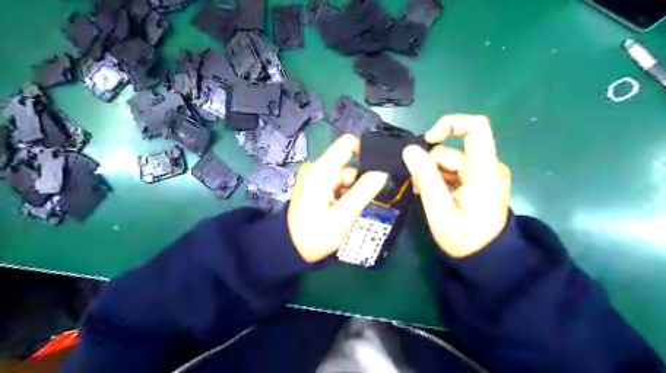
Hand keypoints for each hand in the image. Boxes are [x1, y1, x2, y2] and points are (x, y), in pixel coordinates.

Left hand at [290, 134, 387, 262]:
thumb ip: (363, 191)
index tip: (379, 172)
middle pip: (349, 164)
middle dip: (359, 183)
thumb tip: (383, 171)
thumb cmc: (315, 235)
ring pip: (346, 176)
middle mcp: (317, 168)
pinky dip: (344, 195)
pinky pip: (338, 183)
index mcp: (321, 170)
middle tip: (358, 206)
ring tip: (347, 212)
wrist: (291, 249)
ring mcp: (315, 177)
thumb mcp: (342, 216)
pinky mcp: (316, 185)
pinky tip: (340, 210)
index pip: (348, 143)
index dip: (366, 152)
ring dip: (352, 192)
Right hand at [401, 115, 511, 256]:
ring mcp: (483, 173)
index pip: (476, 127)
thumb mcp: (440, 211)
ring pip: (448, 161)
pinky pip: (453, 170)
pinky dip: (440, 179)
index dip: (449, 124)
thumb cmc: (465, 239)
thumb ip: (426, 178)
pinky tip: (435, 195)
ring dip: (432, 175)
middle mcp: (487, 166)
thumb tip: (409, 149)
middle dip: (429, 165)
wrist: (487, 258)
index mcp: (484, 171)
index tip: (427, 140)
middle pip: (451, 150)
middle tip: (419, 188)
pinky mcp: (478, 180)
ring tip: (425, 195)